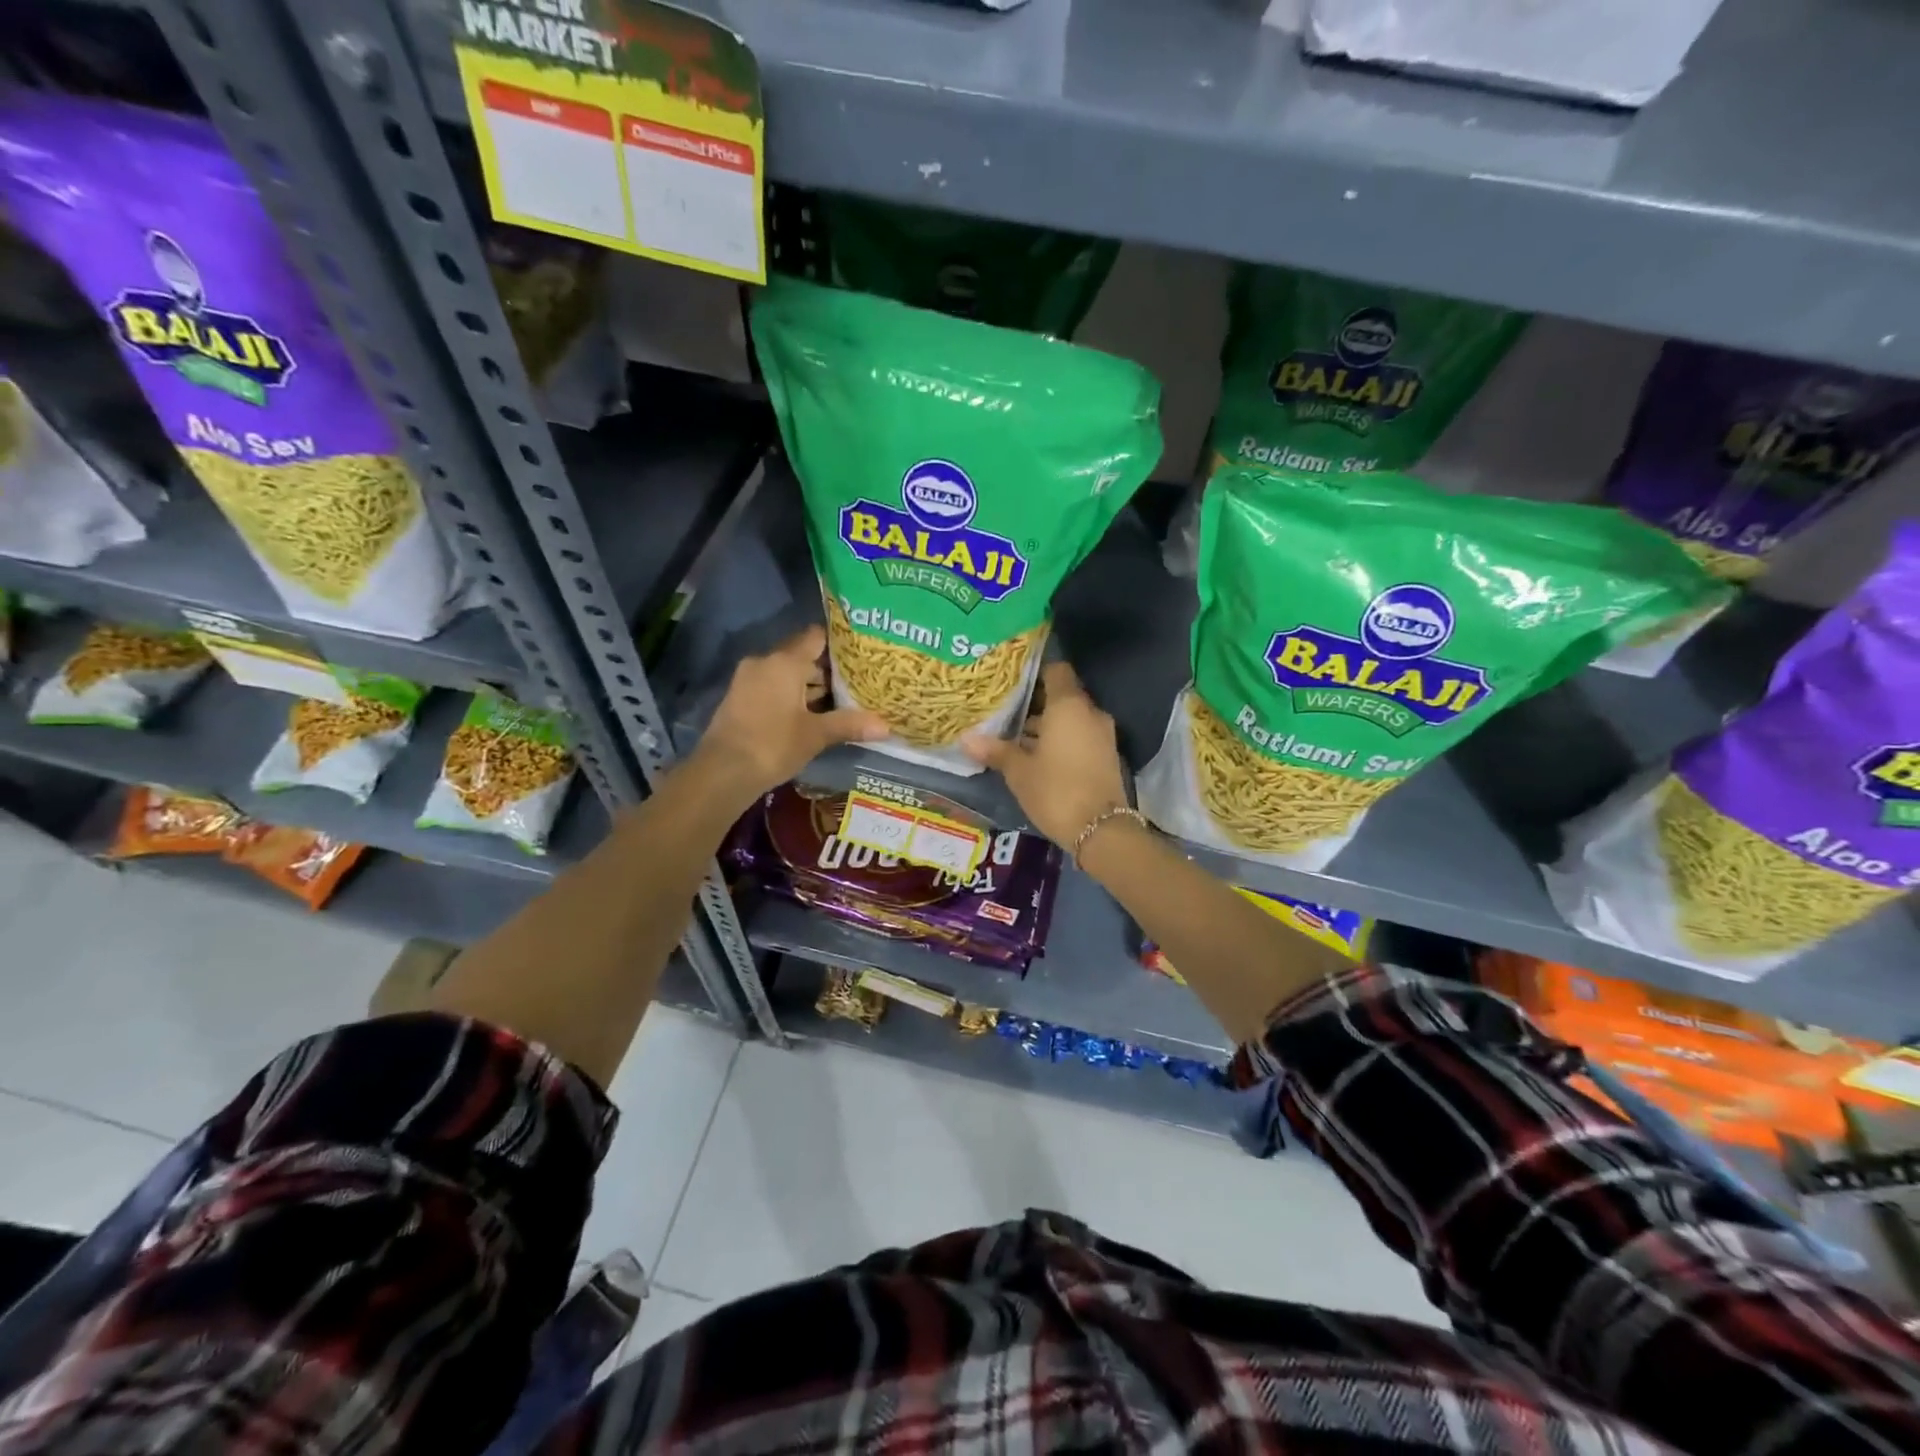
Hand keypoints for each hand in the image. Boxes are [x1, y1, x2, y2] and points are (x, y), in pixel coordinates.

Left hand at [698, 626, 887, 796]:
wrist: (722, 772)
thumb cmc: (773, 745)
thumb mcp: (816, 735)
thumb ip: (850, 724)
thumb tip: (886, 726)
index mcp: (784, 662)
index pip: (815, 637)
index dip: (839, 643)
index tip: (860, 654)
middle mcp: (764, 662)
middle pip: (801, 657)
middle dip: (827, 672)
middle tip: (856, 684)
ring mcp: (748, 679)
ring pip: (786, 674)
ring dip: (808, 687)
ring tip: (838, 703)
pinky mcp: (739, 698)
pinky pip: (772, 687)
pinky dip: (790, 697)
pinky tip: (809, 716)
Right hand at [964, 662, 1128, 848]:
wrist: (1102, 831)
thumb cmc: (1056, 791)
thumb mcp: (1019, 772)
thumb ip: (995, 750)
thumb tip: (966, 738)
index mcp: (1069, 706)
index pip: (1056, 670)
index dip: (1034, 671)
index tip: (1012, 680)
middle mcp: (1090, 713)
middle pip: (1062, 695)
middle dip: (1035, 703)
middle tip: (1005, 710)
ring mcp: (1102, 735)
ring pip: (1070, 719)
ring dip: (1047, 725)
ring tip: (1014, 736)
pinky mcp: (1106, 756)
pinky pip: (1080, 737)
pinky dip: (1061, 740)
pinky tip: (1036, 756)